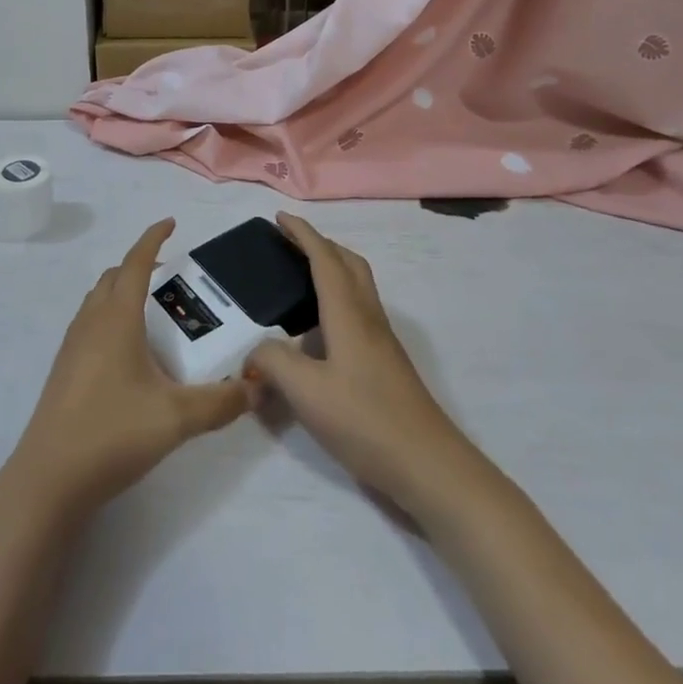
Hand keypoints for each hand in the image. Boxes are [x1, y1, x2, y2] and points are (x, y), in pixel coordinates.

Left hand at [4, 219, 251, 520]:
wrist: (48, 479)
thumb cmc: (112, 433)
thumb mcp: (176, 418)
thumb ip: (220, 402)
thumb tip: (255, 388)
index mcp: (116, 318)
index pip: (135, 263)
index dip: (153, 238)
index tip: (171, 223)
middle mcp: (91, 322)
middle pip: (114, 277)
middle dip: (140, 266)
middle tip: (171, 278)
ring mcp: (72, 345)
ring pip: (98, 300)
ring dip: (122, 291)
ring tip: (153, 312)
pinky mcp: (64, 369)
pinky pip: (89, 323)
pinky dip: (110, 317)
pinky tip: (128, 352)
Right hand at [248, 213, 476, 515]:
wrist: (428, 465)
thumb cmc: (366, 420)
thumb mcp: (306, 391)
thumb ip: (273, 363)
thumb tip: (254, 354)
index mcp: (348, 313)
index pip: (324, 258)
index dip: (303, 234)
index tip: (280, 218)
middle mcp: (368, 318)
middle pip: (349, 264)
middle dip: (321, 245)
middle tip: (290, 245)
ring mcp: (382, 342)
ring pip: (358, 287)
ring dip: (332, 270)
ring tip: (300, 281)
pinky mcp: (386, 364)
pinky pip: (359, 312)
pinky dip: (337, 301)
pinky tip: (318, 332)